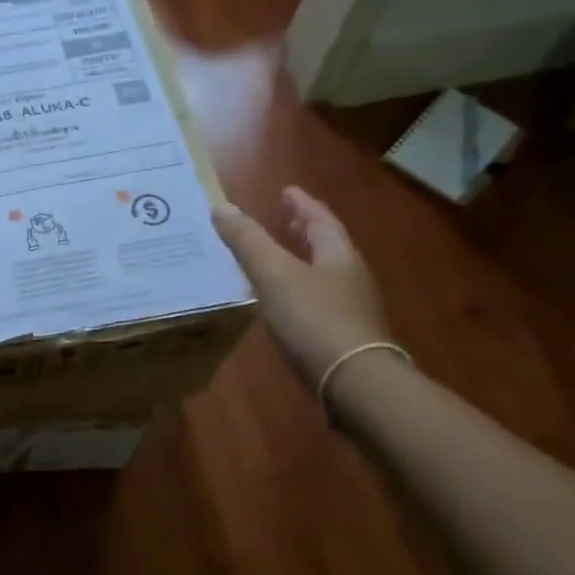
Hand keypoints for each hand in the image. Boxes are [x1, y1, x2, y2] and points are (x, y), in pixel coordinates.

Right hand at [213, 187, 390, 388]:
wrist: (354, 383)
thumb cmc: (314, 320)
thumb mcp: (274, 275)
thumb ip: (248, 242)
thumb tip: (221, 207)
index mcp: (338, 256)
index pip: (320, 220)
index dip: (301, 204)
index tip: (286, 191)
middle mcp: (350, 278)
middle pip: (327, 246)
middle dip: (305, 231)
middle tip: (286, 219)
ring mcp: (352, 309)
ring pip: (324, 274)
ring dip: (302, 261)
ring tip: (279, 259)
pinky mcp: (343, 338)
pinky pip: (319, 302)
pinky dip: (300, 291)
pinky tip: (284, 303)